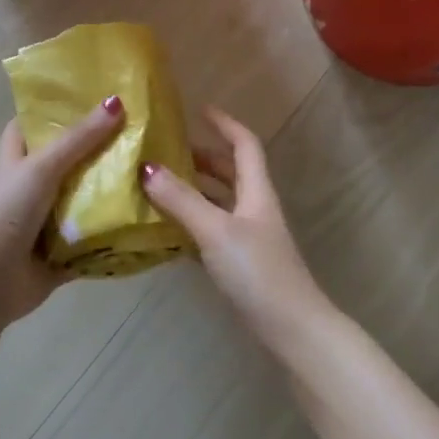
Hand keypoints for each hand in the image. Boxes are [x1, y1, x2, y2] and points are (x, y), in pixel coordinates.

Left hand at [0, 96, 125, 322]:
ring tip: (154, 175)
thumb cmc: (7, 210)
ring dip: (111, 196)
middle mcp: (31, 189)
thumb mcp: (42, 166)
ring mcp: (46, 224)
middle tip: (140, 136)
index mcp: (18, 161)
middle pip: (67, 164)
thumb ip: (79, 138)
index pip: (31, 125)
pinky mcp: (61, 255)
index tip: (91, 97)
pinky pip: (93, 243)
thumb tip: (117, 100)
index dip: (54, 111)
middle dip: (98, 154)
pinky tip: (147, 224)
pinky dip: (114, 237)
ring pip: (83, 203)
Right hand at [140, 106, 328, 342]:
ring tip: (158, 185)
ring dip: (193, 190)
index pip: (244, 145)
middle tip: (166, 151)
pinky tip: (166, 229)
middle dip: (201, 157)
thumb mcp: (216, 231)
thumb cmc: (258, 271)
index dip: (225, 124)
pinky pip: (211, 230)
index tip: (199, 110)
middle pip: (230, 172)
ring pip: (219, 201)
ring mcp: (248, 237)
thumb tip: (147, 168)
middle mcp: (254, 208)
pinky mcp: (240, 263)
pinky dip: (190, 222)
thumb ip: (182, 201)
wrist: (291, 328)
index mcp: (256, 192)